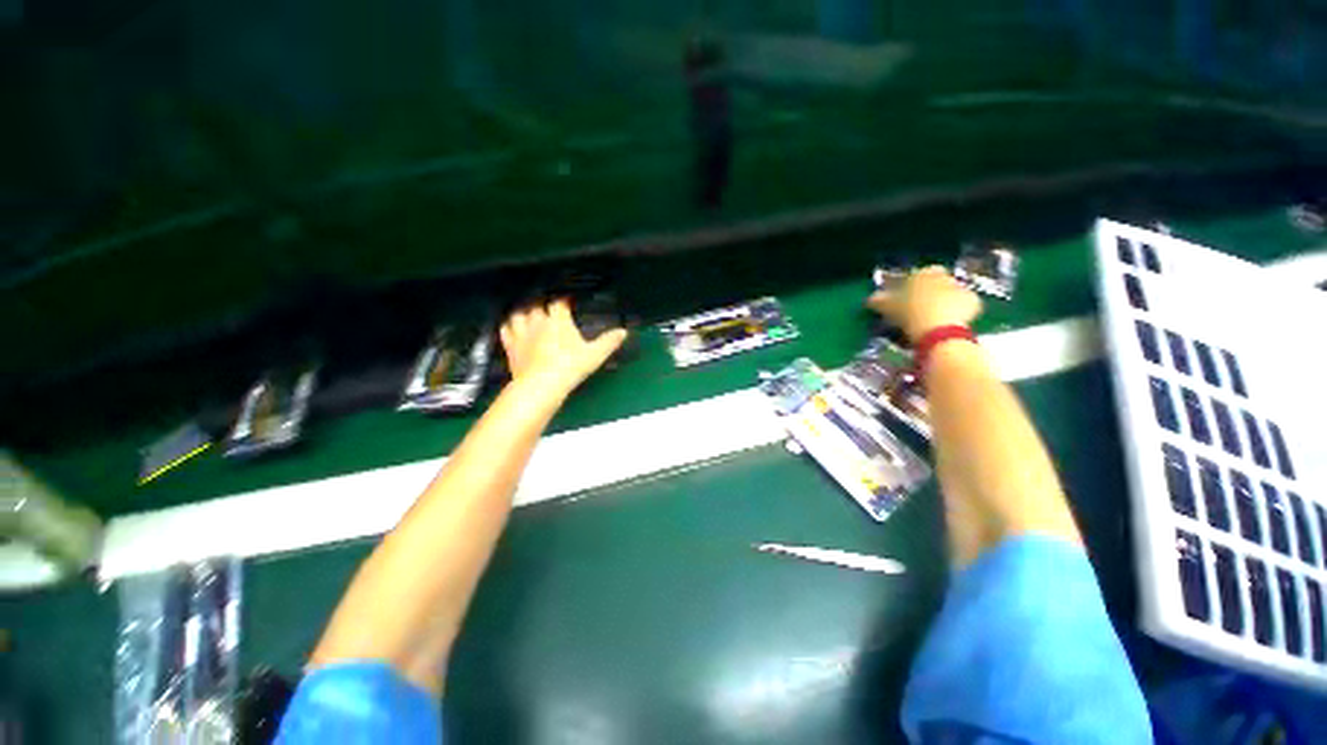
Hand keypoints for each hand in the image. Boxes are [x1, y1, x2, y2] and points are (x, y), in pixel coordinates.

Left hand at [499, 299, 627, 396]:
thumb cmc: (570, 367)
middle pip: (536, 304)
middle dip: (542, 302)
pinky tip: (512, 327)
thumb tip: (624, 332)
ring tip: (529, 313)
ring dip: (523, 311)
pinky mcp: (511, 346)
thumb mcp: (594, 355)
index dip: (564, 300)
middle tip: (549, 306)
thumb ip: (608, 342)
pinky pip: (506, 329)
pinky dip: (509, 325)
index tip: (569, 301)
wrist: (542, 385)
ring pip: (518, 313)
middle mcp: (538, 322)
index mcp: (558, 321)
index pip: (559, 303)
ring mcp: (521, 333)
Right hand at [866, 266, 981, 342]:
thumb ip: (877, 299)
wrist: (939, 330)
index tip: (901, 301)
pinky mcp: (975, 303)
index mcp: (922, 272)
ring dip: (942, 303)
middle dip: (927, 294)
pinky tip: (946, 325)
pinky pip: (962, 307)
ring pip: (948, 295)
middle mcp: (945, 275)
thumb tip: (871, 298)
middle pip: (934, 284)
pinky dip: (955, 314)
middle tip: (916, 310)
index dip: (907, 288)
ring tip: (930, 320)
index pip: (913, 276)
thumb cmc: (908, 313)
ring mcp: (963, 288)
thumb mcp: (885, 307)